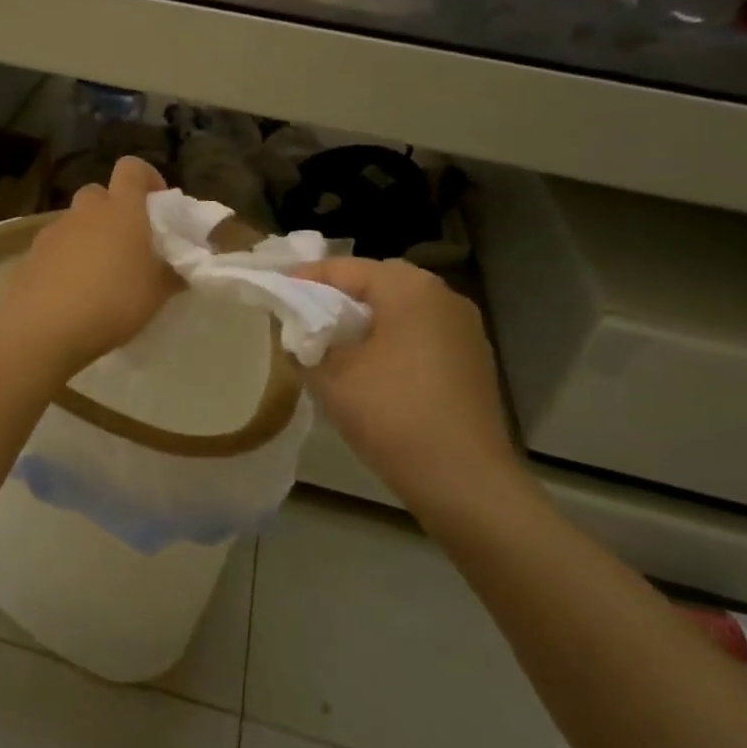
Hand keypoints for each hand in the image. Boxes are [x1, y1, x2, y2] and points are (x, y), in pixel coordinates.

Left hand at [0, 157, 179, 374]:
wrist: (43, 328)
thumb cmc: (112, 302)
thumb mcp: (156, 294)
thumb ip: (172, 275)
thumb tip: (182, 270)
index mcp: (121, 210)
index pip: (131, 168)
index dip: (146, 178)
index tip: (156, 204)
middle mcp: (85, 212)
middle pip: (98, 194)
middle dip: (112, 211)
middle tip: (126, 244)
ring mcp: (53, 232)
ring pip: (74, 223)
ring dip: (87, 237)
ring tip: (97, 275)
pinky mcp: (29, 256)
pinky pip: (53, 249)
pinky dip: (64, 261)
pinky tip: (70, 293)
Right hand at [292, 257, 520, 511]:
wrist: (463, 479)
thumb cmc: (391, 414)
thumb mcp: (329, 375)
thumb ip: (302, 340)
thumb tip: (294, 326)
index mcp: (409, 287)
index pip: (343, 268)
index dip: (303, 281)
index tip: (274, 297)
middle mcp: (443, 294)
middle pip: (375, 283)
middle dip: (336, 298)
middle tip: (301, 321)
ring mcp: (464, 327)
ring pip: (400, 308)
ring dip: (365, 320)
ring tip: (332, 346)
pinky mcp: (473, 357)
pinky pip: (421, 333)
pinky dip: (392, 339)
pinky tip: (372, 369)